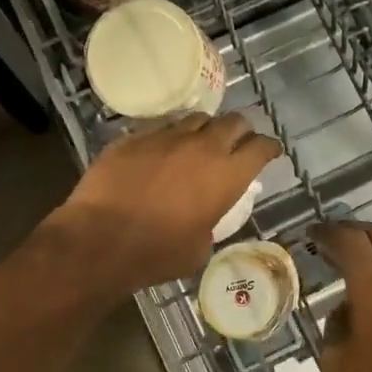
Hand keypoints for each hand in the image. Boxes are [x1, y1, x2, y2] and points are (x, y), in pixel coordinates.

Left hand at [54, 113, 281, 292]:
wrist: (101, 239)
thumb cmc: (157, 253)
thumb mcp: (199, 248)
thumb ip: (211, 223)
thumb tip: (204, 218)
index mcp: (227, 175)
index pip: (261, 147)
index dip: (269, 148)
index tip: (270, 152)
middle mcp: (202, 147)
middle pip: (234, 122)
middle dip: (241, 131)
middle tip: (237, 144)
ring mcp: (166, 137)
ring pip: (197, 118)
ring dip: (204, 130)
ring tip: (198, 144)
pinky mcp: (135, 137)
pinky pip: (161, 128)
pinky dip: (169, 138)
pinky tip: (161, 153)